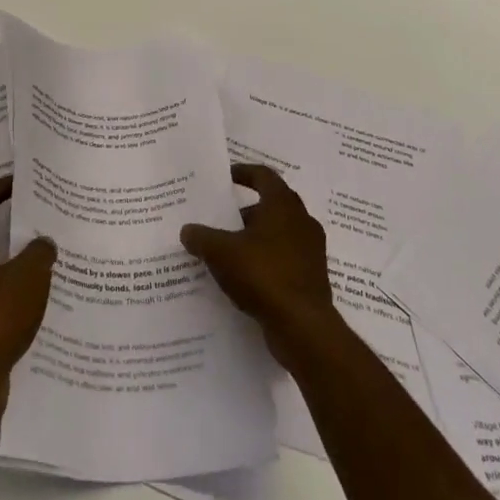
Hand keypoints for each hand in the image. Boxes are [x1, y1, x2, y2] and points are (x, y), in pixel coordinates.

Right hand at [181, 164, 339, 365]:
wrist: (303, 326)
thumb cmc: (263, 275)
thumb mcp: (221, 252)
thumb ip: (201, 237)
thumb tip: (187, 230)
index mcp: (283, 205)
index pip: (264, 175)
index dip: (244, 172)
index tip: (226, 177)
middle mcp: (302, 221)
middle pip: (271, 206)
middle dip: (245, 212)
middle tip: (221, 218)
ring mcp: (310, 251)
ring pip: (278, 234)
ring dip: (254, 238)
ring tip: (228, 250)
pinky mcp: (312, 277)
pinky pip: (284, 259)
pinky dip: (265, 261)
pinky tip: (244, 277)